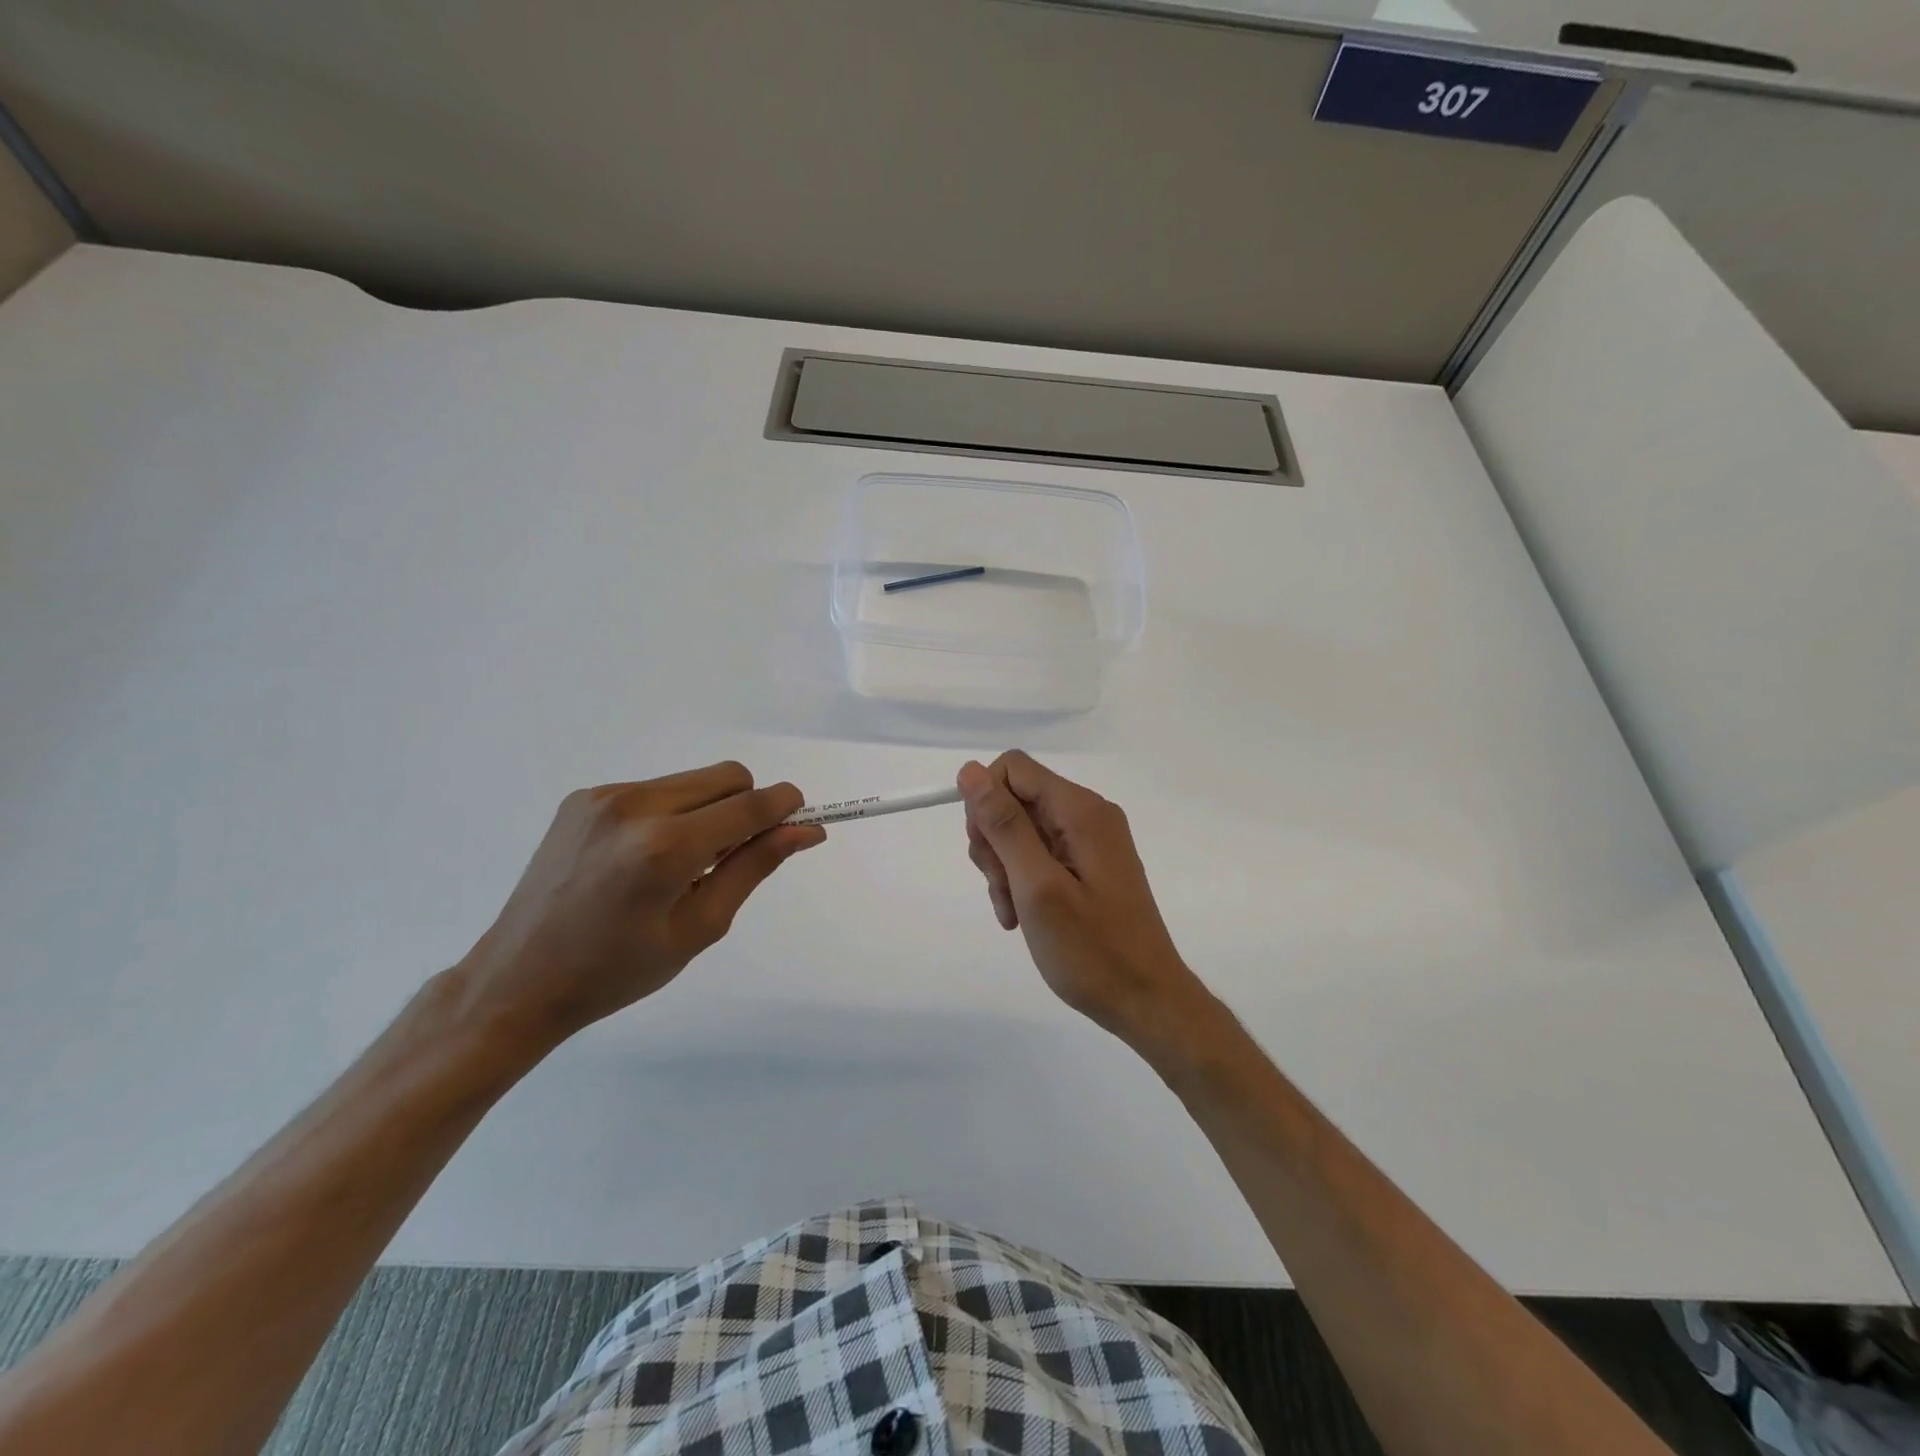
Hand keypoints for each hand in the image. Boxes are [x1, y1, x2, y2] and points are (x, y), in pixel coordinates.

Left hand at [452, 763, 822, 1058]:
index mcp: (666, 848)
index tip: (801, 820)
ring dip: (708, 810)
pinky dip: (671, 813)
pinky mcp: (584, 797)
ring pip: (693, 780)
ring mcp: (604, 796)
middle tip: (731, 858)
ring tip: (680, 864)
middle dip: (747, 807)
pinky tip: (644, 857)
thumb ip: (755, 867)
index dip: (786, 806)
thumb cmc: (618, 970)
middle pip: (728, 777)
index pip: (750, 804)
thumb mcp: (699, 927)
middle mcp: (635, 806)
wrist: (518, 979)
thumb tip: (806, 831)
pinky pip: (655, 789)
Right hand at [958, 752, 1214, 1057]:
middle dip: (994, 840)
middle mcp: (1088, 814)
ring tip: (1013, 911)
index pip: (1013, 768)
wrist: (1146, 1001)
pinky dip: (1022, 879)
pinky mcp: (1089, 864)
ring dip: (1004, 867)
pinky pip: (1040, 854)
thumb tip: (970, 771)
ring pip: (1022, 829)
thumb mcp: (1037, 886)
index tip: (985, 851)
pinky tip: (1022, 915)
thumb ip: (1004, 825)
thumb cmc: (1092, 949)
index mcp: (1081, 810)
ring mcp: (1091, 840)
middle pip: (1015, 799)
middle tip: (1001, 887)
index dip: (985, 801)